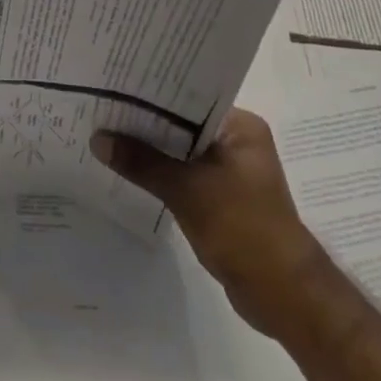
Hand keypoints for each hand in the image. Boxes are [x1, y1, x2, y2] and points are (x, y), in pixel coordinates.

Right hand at [93, 108, 325, 328]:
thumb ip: (142, 162)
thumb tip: (97, 139)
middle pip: (182, 124)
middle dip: (145, 123)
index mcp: (241, 127)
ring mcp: (230, 172)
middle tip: (102, 109)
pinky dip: (161, 174)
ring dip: (151, 150)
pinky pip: (184, 175)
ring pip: (180, 151)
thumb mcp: (186, 190)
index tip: (115, 86)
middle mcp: (238, 142)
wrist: (283, 294)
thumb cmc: (243, 228)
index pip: (189, 97)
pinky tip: (129, 171)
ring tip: (106, 136)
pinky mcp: (222, 198)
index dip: (151, 93)